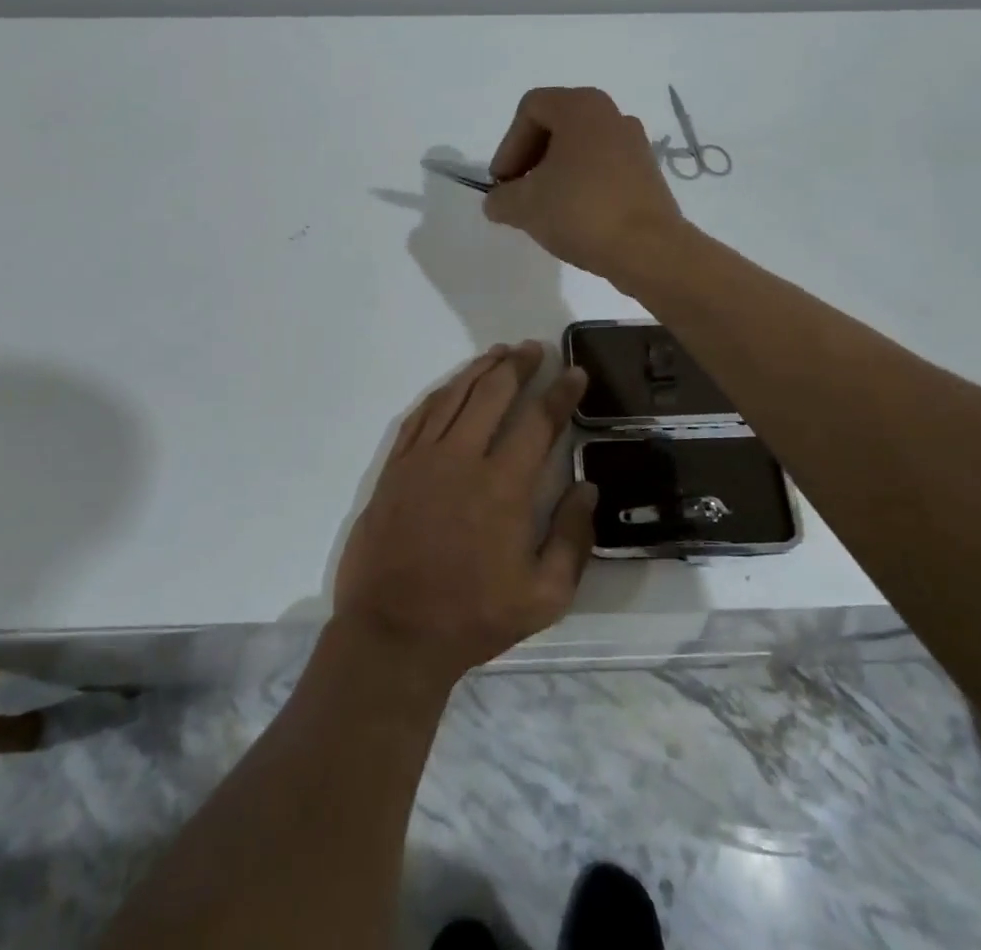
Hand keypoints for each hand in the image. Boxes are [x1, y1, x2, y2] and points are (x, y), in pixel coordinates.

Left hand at [333, 342, 595, 686]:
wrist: (393, 633)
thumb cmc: (473, 617)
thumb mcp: (544, 596)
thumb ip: (573, 538)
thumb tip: (587, 487)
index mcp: (504, 487)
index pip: (538, 421)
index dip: (560, 392)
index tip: (574, 372)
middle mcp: (463, 459)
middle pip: (493, 393)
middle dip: (518, 365)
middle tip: (534, 348)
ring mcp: (423, 459)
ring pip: (455, 395)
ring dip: (480, 369)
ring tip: (500, 353)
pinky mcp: (395, 467)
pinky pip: (420, 415)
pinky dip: (441, 392)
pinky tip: (454, 385)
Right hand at [482, 87, 686, 284]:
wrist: (648, 249)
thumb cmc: (580, 212)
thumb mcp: (523, 206)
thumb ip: (500, 199)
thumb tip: (498, 201)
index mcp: (580, 107)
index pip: (530, 110)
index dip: (508, 146)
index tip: (504, 184)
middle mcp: (611, 114)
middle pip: (556, 125)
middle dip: (530, 158)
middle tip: (519, 193)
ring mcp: (634, 142)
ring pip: (580, 147)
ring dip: (555, 172)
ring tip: (545, 208)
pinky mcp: (647, 171)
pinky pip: (603, 166)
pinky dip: (582, 183)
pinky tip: (575, 216)